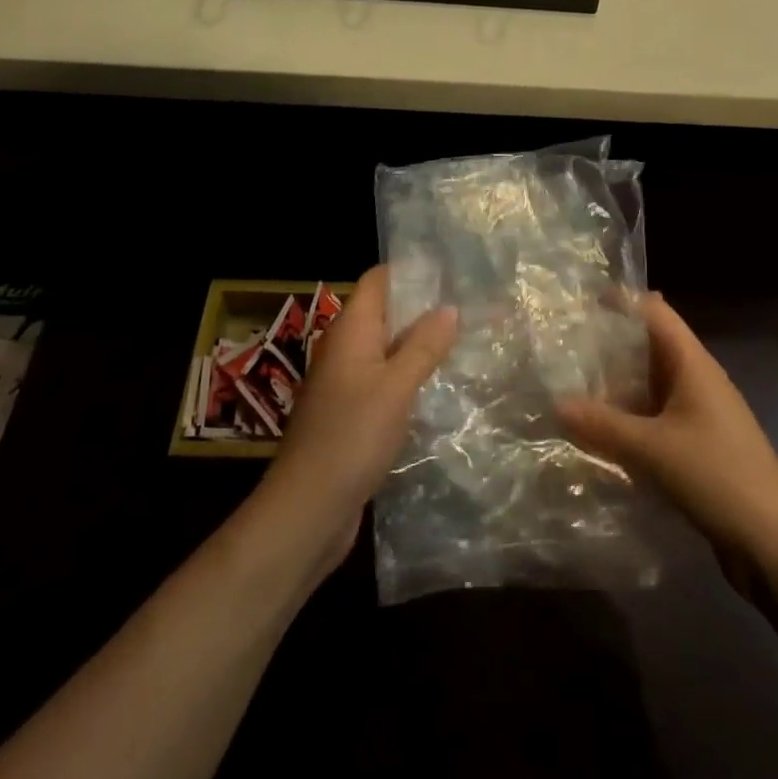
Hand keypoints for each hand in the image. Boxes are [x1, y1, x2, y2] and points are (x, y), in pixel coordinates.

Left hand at [257, 265, 456, 573]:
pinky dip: (408, 374)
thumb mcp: (396, 387)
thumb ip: (424, 346)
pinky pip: (383, 379)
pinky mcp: (351, 413)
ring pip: (386, 347)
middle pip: (384, 311)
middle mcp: (345, 349)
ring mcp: (345, 382)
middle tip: (469, 303)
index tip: (451, 269)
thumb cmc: (351, 437)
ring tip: (463, 338)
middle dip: (422, 306)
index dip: (410, 270)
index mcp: (350, 330)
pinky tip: (437, 384)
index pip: (377, 281)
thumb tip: (450, 307)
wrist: (307, 508)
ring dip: (418, 342)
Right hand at [558, 292, 777, 595]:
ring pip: (654, 386)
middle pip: (653, 347)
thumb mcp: (652, 448)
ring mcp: (703, 414)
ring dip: (621, 387)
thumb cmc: (717, 476)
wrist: (775, 542)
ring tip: (575, 388)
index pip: (656, 313)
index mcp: (693, 364)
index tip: (583, 300)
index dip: (623, 301)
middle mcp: (699, 380)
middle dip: (614, 345)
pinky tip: (605, 434)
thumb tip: (556, 404)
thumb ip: (603, 425)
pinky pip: (660, 419)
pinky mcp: (702, 446)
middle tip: (567, 347)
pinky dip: (633, 419)